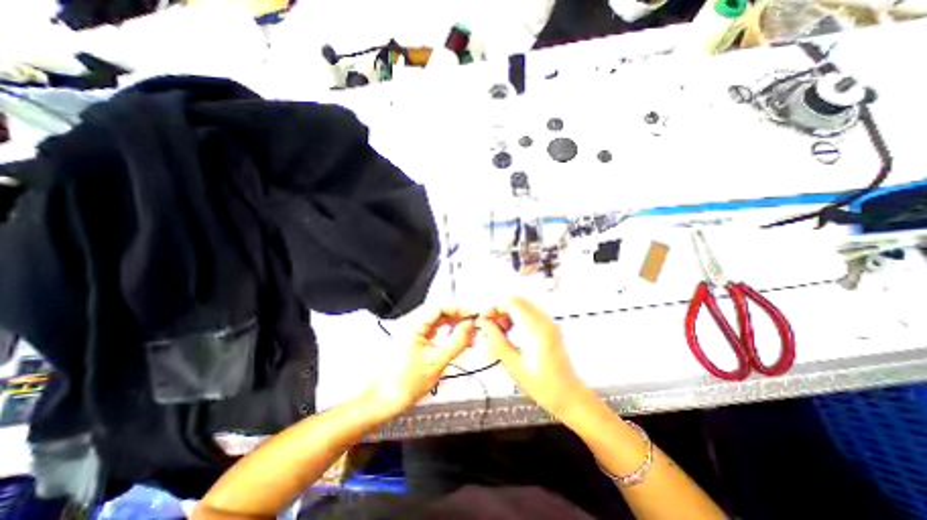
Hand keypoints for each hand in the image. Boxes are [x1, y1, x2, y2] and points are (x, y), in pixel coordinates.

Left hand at [367, 309, 473, 417]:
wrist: (383, 400)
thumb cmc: (408, 382)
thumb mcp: (437, 362)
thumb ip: (457, 341)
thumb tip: (471, 325)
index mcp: (413, 325)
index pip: (439, 307)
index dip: (458, 309)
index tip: (473, 317)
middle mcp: (410, 323)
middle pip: (438, 312)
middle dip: (457, 318)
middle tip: (473, 328)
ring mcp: (410, 331)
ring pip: (436, 321)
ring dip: (452, 326)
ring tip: (468, 337)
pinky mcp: (412, 339)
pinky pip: (432, 330)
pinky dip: (445, 334)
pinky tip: (455, 342)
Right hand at [478, 296, 593, 418]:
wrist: (570, 396)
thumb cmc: (544, 385)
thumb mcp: (515, 365)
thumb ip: (497, 341)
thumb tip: (484, 324)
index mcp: (538, 327)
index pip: (512, 301)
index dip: (494, 307)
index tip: (484, 319)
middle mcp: (544, 319)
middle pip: (515, 302)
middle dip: (499, 312)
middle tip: (489, 329)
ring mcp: (547, 323)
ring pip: (520, 308)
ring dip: (505, 317)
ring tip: (497, 335)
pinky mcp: (547, 328)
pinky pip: (526, 316)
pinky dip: (514, 322)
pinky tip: (508, 336)